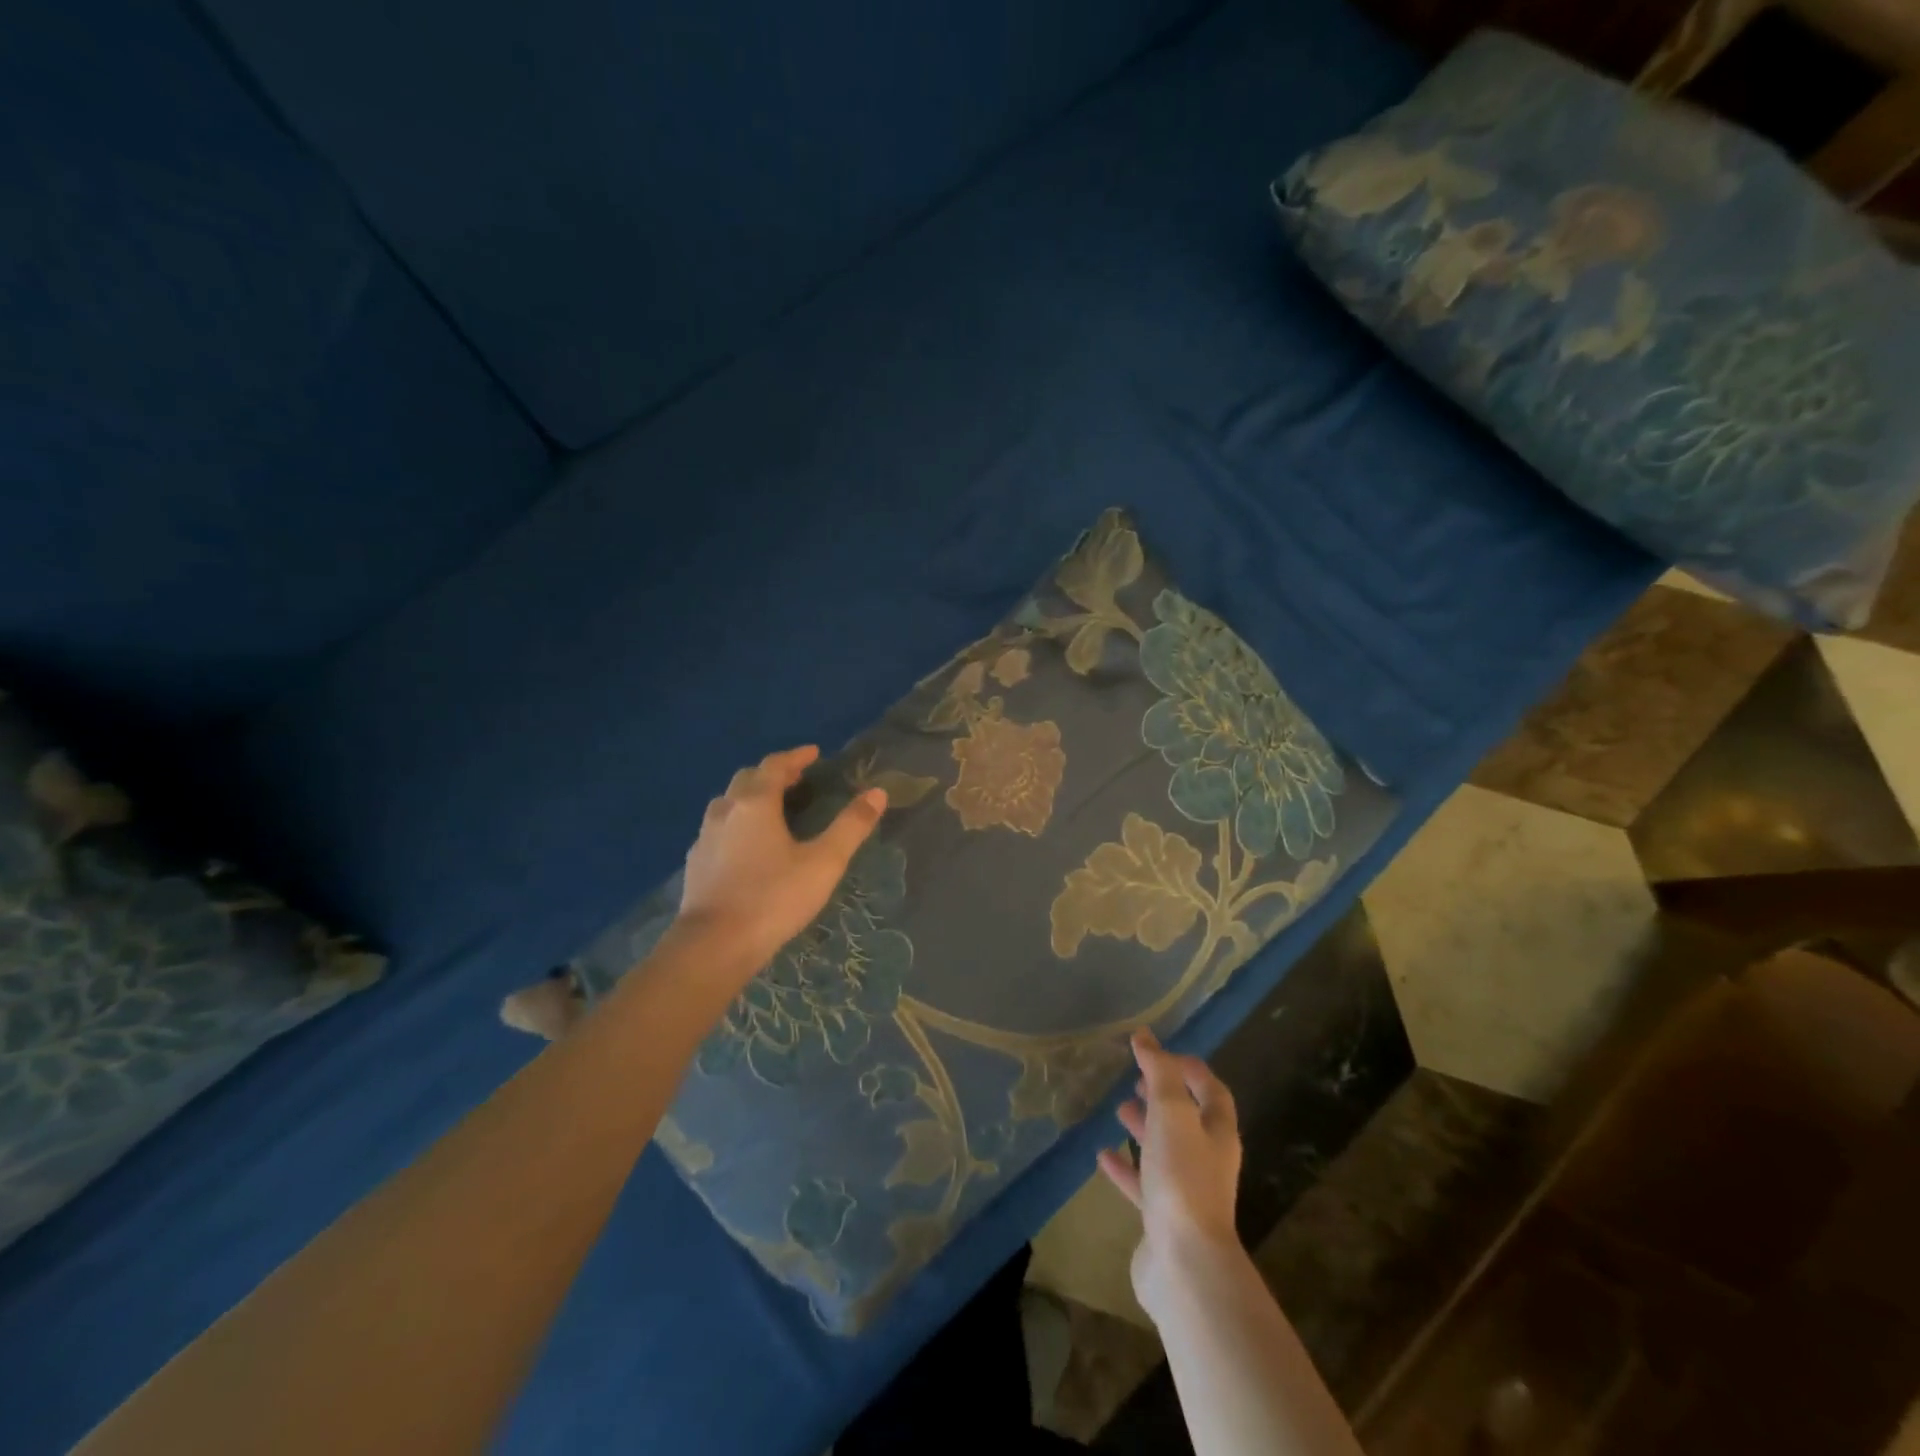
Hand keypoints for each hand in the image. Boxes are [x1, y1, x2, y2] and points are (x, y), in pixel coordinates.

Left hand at [678, 746, 886, 974]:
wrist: (713, 945)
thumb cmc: (774, 898)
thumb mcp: (824, 862)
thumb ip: (851, 826)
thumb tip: (878, 793)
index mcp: (756, 803)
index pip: (775, 765)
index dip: (796, 756)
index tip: (814, 753)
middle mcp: (726, 811)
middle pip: (747, 778)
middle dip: (772, 773)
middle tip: (796, 779)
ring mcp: (704, 837)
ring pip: (727, 802)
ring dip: (750, 795)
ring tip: (771, 807)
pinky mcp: (695, 863)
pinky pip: (717, 828)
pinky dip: (735, 822)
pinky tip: (745, 844)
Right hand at [1097, 1029, 1243, 1320]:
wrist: (1184, 1263)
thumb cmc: (1183, 1177)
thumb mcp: (1171, 1113)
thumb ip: (1159, 1072)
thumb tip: (1145, 1036)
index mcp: (1218, 1133)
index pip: (1212, 1091)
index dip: (1190, 1069)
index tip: (1161, 1052)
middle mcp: (1207, 1160)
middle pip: (1187, 1120)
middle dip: (1162, 1097)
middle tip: (1134, 1080)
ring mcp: (1186, 1191)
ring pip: (1164, 1150)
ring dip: (1143, 1128)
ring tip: (1117, 1109)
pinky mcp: (1163, 1218)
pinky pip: (1143, 1184)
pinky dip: (1125, 1167)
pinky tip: (1102, 1155)